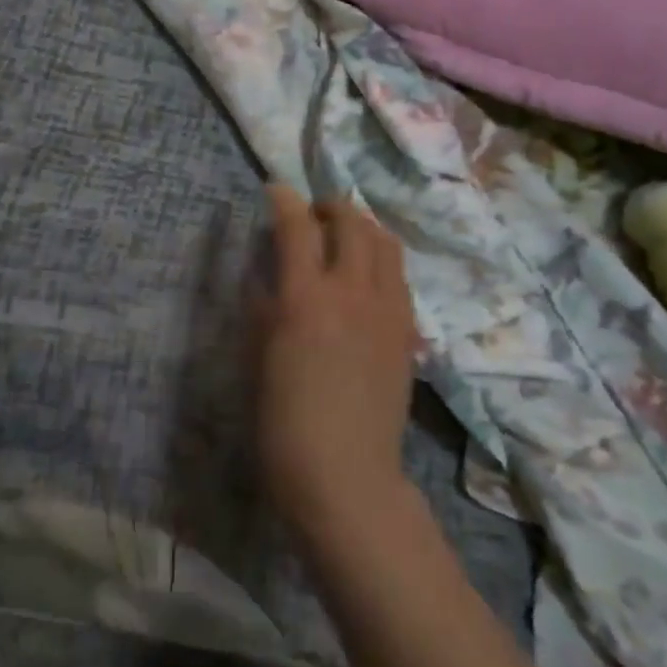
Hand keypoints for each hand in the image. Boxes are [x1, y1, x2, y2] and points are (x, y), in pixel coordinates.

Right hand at [256, 184, 422, 551]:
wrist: (346, 476)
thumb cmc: (284, 423)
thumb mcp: (258, 357)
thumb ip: (264, 304)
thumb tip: (269, 271)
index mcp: (306, 298)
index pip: (298, 226)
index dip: (284, 199)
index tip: (276, 190)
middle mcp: (352, 291)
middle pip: (352, 221)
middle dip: (331, 205)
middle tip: (314, 213)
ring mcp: (388, 310)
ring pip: (385, 242)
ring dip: (363, 226)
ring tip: (346, 235)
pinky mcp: (408, 331)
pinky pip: (399, 276)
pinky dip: (381, 260)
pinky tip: (368, 277)